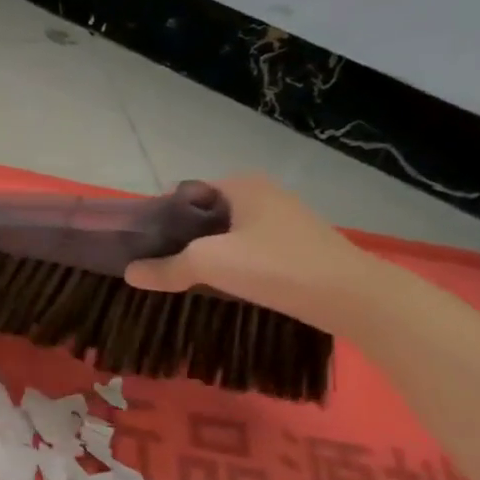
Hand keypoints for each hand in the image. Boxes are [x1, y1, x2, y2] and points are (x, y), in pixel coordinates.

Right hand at [123, 174, 378, 331]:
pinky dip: (228, 262)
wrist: (349, 296)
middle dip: (178, 236)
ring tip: (180, 275)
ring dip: (202, 251)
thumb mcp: (208, 264)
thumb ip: (165, 268)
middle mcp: (262, 194)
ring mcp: (282, 220)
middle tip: (155, 262)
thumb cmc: (274, 265)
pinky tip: (218, 284)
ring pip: (225, 233)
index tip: (141, 243)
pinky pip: (246, 248)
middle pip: (204, 213)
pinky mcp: (294, 246)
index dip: (159, 216)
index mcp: (241, 184)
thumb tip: (130, 274)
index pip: (184, 192)